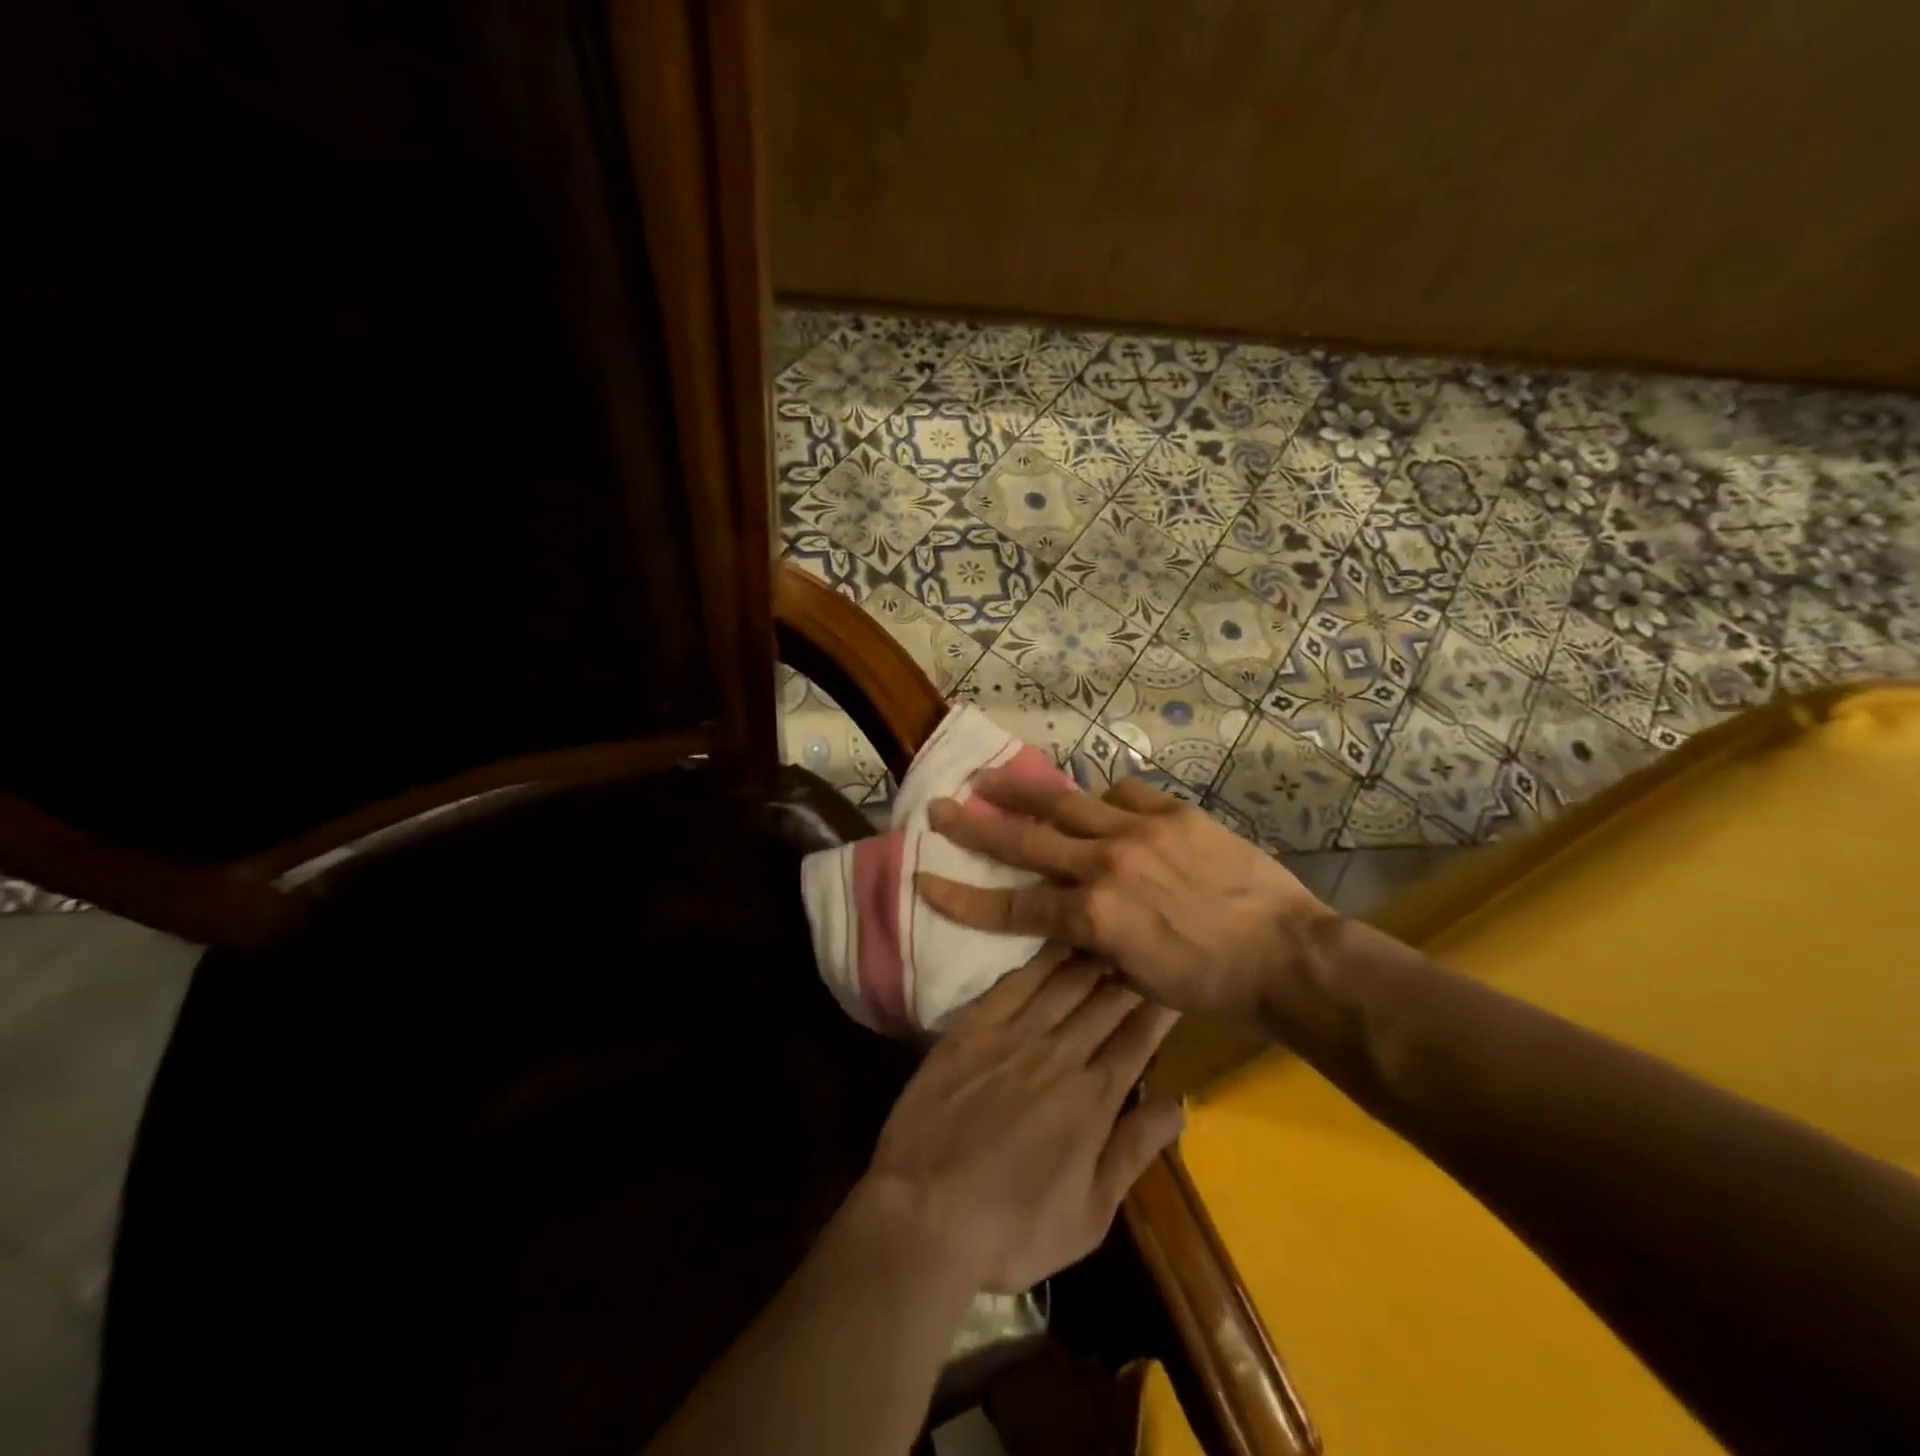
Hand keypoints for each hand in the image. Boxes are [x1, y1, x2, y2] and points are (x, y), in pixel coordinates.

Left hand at [863, 947, 1181, 1293]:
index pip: (1136, 1040)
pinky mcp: (973, 1027)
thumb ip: (1133, 1153)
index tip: (1173, 980)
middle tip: (1145, 943)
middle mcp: (1060, 1055)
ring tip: (1110, 930)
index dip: (1158, 1008)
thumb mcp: (1090, 1215)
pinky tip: (1054, 940)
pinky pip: (1014, 983)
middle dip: (1128, 971)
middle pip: (1104, 1002)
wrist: (924, 1213)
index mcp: (1093, 1100)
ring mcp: (1014, 1036)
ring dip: (1090, 956)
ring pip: (1063, 983)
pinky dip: (1039, 961)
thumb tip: (1180, 1105)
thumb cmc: (1012, 1228)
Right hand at [915, 773, 1331, 1023]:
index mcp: (1093, 917)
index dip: (963, 896)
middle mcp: (1105, 866)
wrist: (1287, 955)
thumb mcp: (1135, 977)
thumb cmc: (1211, 985)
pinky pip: (1122, 793)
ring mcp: (1139, 832)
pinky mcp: (1173, 813)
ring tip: (989, 777)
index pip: (1013, 905)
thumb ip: (1091, 940)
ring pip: (1066, 802)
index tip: (925, 878)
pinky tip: (1094, 799)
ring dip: (1021, 790)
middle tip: (939, 808)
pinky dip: (1101, 798)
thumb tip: (1065, 916)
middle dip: (975, 827)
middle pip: (1026, 840)